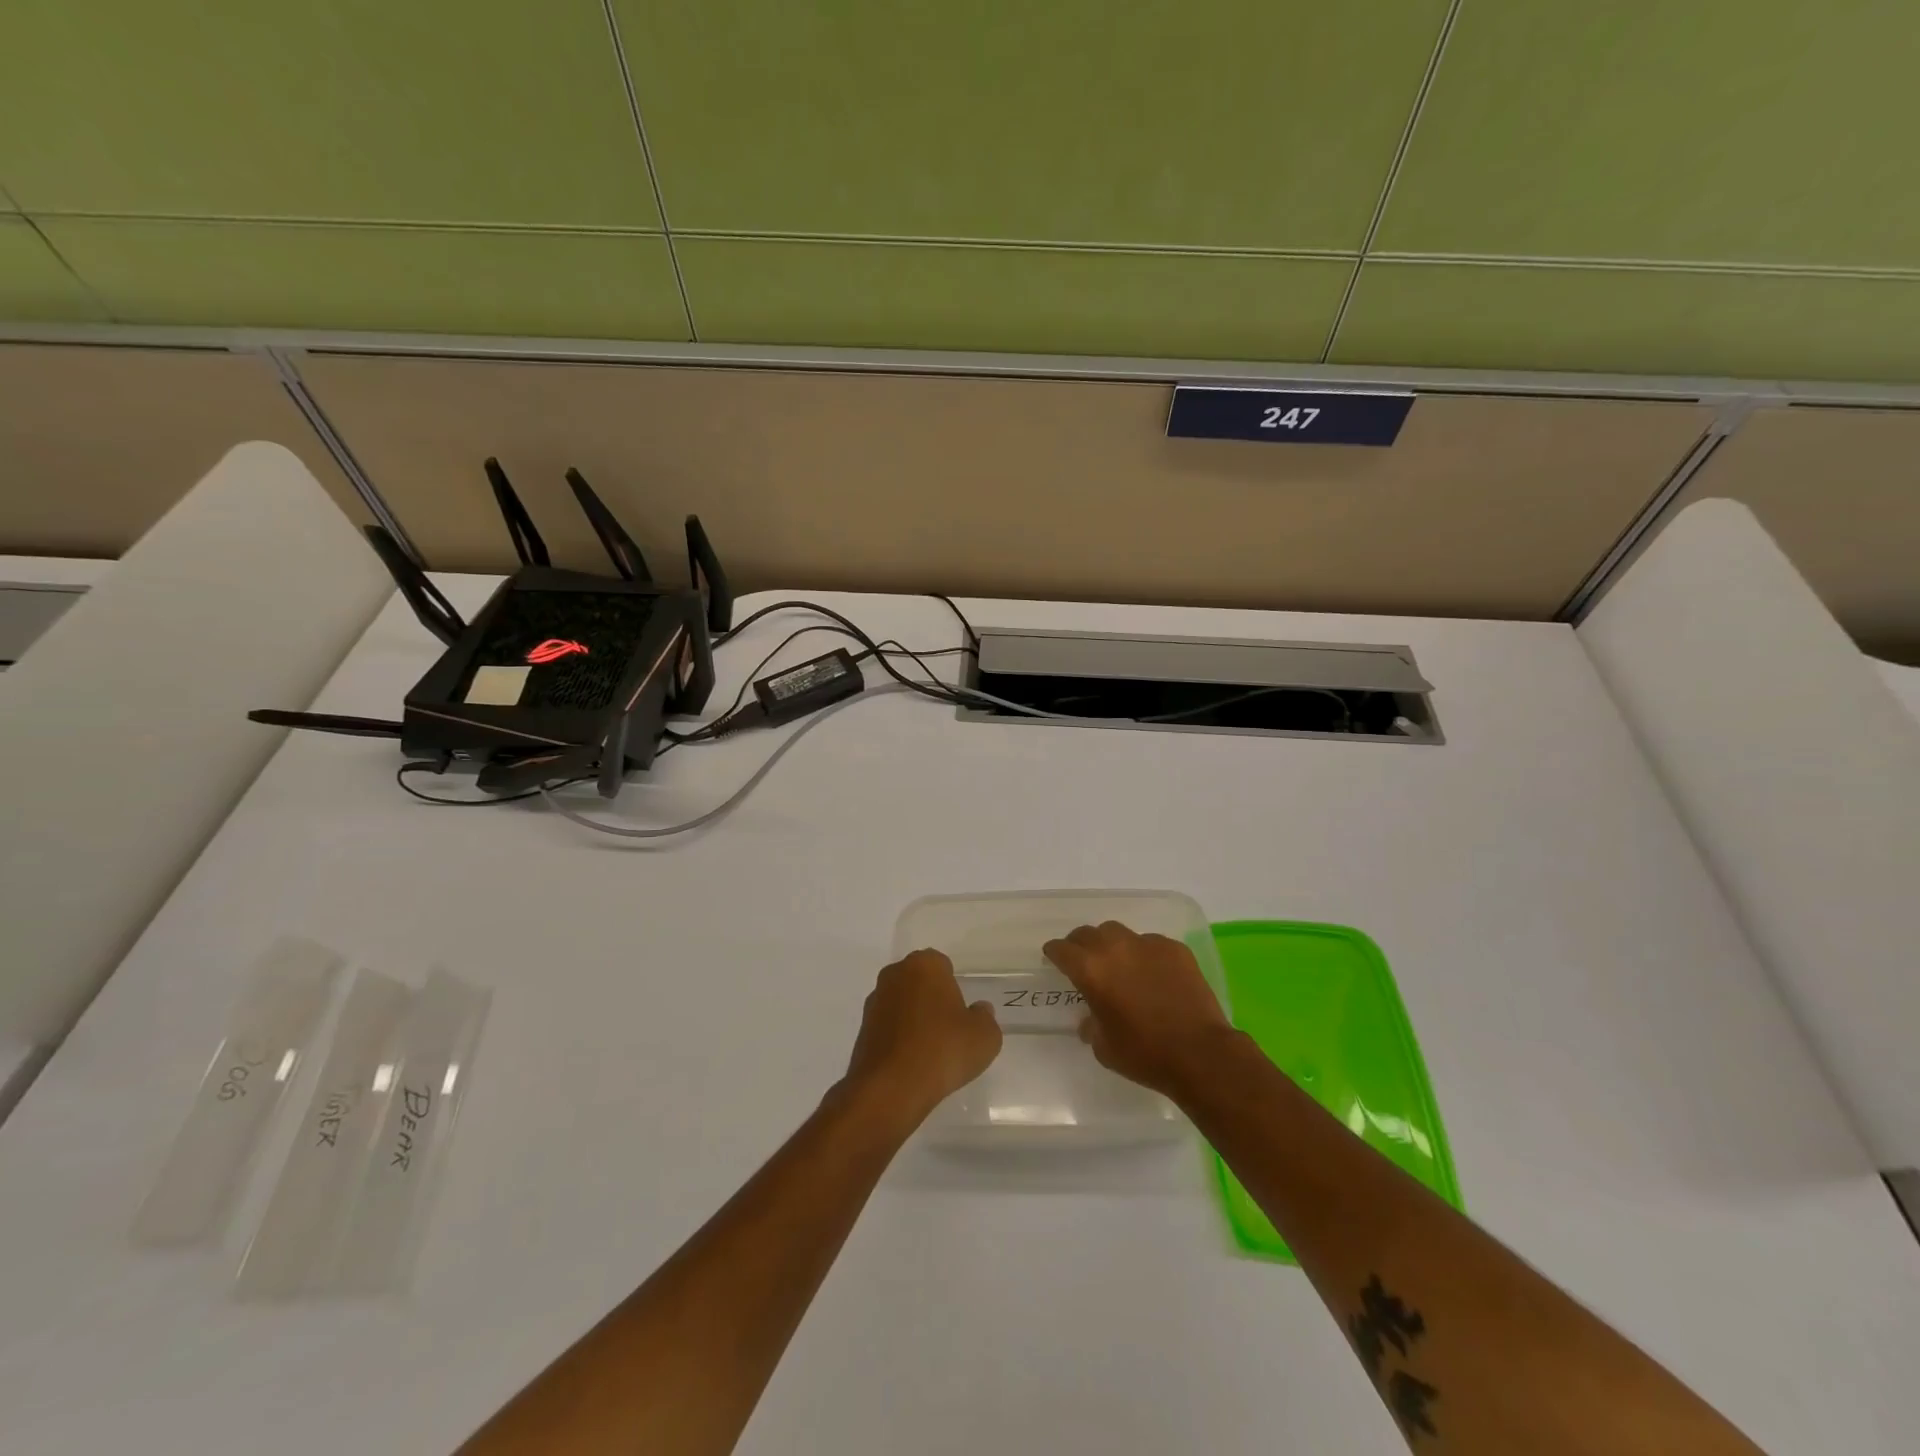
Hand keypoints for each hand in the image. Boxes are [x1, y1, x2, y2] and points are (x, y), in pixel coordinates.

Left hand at [843, 949, 1001, 1125]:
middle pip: (920, 982)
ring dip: (914, 1019)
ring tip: (931, 1052)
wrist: (890, 1089)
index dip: (954, 989)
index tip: (961, 1014)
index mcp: (925, 965)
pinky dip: (899, 1039)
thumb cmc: (943, 1050)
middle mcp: (895, 974)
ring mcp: (874, 1001)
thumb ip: (985, 1017)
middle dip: (932, 1000)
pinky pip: (889, 1027)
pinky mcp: (862, 1029)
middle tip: (949, 1030)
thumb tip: (978, 1011)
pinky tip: (912, 1063)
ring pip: (903, 1004)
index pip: (943, 966)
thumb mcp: (984, 1036)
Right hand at [1043, 921, 1236, 1099]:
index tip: (1053, 958)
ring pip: (1119, 932)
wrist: (1199, 1053)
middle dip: (1080, 945)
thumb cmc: (1144, 1054)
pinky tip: (1153, 974)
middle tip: (1083, 960)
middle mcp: (1115, 948)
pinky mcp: (1174, 948)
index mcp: (1091, 970)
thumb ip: (1091, 1024)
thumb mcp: (1103, 1047)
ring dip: (1112, 944)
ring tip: (1119, 963)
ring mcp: (1147, 944)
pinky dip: (1144, 954)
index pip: (1062, 949)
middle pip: (1088, 933)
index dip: (1054, 953)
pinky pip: (1151, 943)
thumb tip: (1091, 1017)